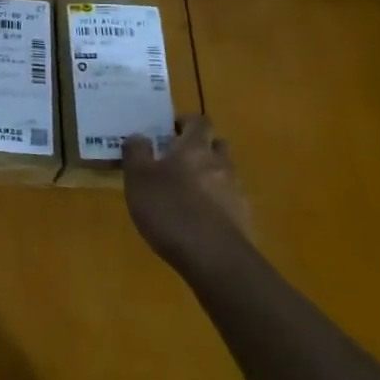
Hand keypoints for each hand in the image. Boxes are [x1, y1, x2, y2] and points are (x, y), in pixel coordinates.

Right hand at [122, 115, 252, 276]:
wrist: (214, 257)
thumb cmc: (170, 209)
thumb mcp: (138, 178)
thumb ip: (136, 153)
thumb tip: (139, 136)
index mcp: (195, 147)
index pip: (199, 121)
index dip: (186, 122)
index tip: (170, 130)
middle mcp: (221, 163)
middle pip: (217, 145)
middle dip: (201, 147)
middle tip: (177, 160)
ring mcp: (236, 191)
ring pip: (224, 173)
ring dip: (209, 176)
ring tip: (186, 193)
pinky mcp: (243, 218)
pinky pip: (229, 200)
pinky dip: (216, 202)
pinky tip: (199, 219)